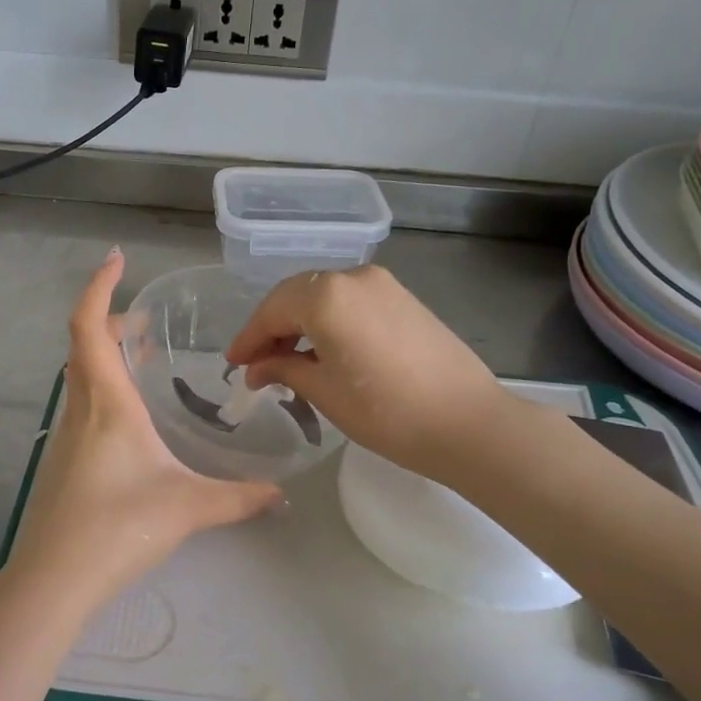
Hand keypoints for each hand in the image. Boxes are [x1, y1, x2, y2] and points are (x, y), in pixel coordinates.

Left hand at [5, 249, 281, 612]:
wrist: (54, 580)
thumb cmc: (118, 528)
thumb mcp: (188, 508)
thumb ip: (239, 498)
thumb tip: (282, 494)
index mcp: (107, 404)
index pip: (89, 327)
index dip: (99, 287)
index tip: (118, 259)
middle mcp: (81, 410)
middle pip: (83, 345)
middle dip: (109, 320)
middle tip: (144, 322)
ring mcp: (66, 436)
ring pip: (80, 376)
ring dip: (103, 355)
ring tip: (140, 358)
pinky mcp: (63, 462)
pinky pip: (81, 405)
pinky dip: (102, 388)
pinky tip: (130, 418)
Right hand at [225, 265, 517, 485]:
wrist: (467, 423)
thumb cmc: (386, 412)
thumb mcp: (323, 391)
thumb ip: (283, 368)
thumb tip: (257, 368)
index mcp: (327, 295)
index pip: (272, 311)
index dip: (249, 338)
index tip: (233, 364)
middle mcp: (353, 277)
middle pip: (297, 296)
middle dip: (272, 328)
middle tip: (256, 363)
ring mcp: (383, 284)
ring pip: (324, 296)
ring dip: (300, 323)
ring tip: (287, 360)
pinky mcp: (404, 298)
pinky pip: (351, 301)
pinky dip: (329, 320)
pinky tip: (323, 350)